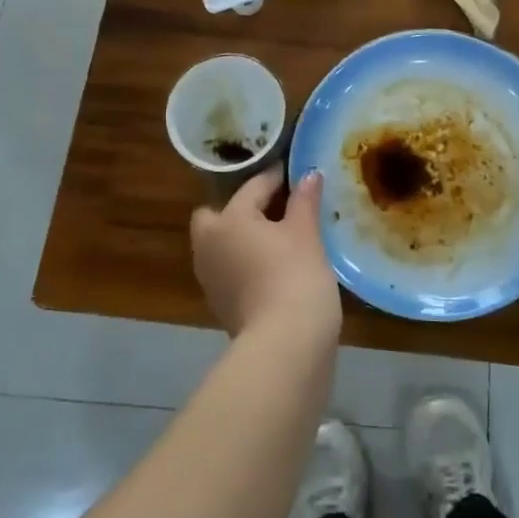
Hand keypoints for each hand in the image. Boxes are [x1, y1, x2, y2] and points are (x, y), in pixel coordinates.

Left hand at [191, 168, 339, 338]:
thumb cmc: (295, 276)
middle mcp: (209, 244)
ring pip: (222, 244)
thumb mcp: (306, 233)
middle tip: (275, 209)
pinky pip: (230, 269)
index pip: (254, 187)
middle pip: (218, 215)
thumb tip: (309, 174)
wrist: (285, 344)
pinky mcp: (220, 305)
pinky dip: (246, 262)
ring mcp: (210, 278)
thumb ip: (304, 200)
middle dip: (241, 209)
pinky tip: (274, 266)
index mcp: (227, 220)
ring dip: (243, 237)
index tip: (297, 173)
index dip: (278, 177)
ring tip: (278, 237)